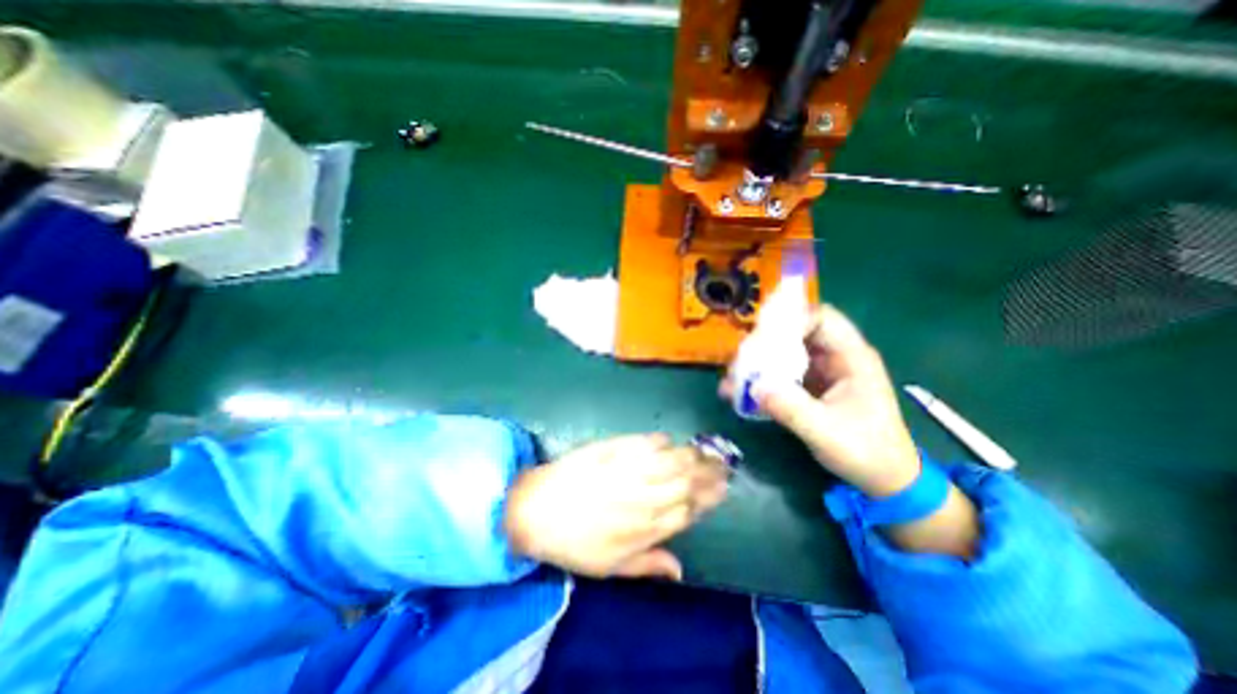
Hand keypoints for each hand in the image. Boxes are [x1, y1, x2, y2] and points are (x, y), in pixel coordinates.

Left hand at [504, 434, 725, 580]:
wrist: (536, 509)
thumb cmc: (573, 544)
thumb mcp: (609, 568)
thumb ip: (648, 564)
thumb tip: (681, 570)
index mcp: (645, 528)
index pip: (687, 511)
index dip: (707, 499)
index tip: (721, 489)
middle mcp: (645, 498)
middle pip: (686, 483)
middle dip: (709, 473)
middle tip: (724, 463)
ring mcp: (630, 470)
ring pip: (672, 462)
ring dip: (693, 455)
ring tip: (707, 449)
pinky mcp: (615, 449)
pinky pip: (646, 443)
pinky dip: (660, 441)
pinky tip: (669, 440)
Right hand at [727, 304, 976, 558]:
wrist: (883, 480)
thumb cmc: (866, 452)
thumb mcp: (827, 432)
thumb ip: (791, 409)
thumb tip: (754, 387)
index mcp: (852, 357)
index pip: (822, 319)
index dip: (791, 320)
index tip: (762, 338)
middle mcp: (834, 357)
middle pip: (796, 332)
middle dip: (766, 343)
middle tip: (740, 360)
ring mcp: (820, 371)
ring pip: (784, 352)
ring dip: (758, 363)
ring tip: (733, 378)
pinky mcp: (808, 386)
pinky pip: (780, 373)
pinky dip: (760, 379)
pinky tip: (739, 392)